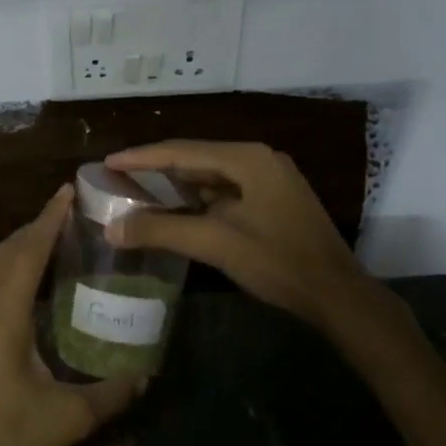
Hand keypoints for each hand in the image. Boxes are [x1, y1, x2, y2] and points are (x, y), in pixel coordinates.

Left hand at [0, 186, 141, 445]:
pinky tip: (38, 285)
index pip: (27, 254)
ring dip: (25, 246)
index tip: (68, 193)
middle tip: (71, 212)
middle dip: (37, 225)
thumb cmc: (8, 439)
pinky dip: (16, 269)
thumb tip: (145, 375)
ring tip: (58, 238)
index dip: (47, 220)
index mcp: (5, 318)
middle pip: (7, 253)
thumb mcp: (69, 418)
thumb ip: (111, 394)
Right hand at [106, 140, 408, 338]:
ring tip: (139, 190)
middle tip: (118, 176)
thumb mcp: (215, 243)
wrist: (337, 295)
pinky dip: (198, 199)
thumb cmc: (278, 262)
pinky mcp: (274, 200)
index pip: (183, 151)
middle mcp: (259, 160)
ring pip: (211, 176)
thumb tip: (111, 229)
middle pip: (196, 158)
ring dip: (177, 184)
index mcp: (248, 159)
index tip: (108, 161)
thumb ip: (161, 230)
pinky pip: (225, 191)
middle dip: (156, 168)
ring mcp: (270, 179)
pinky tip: (177, 209)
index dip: (142, 157)